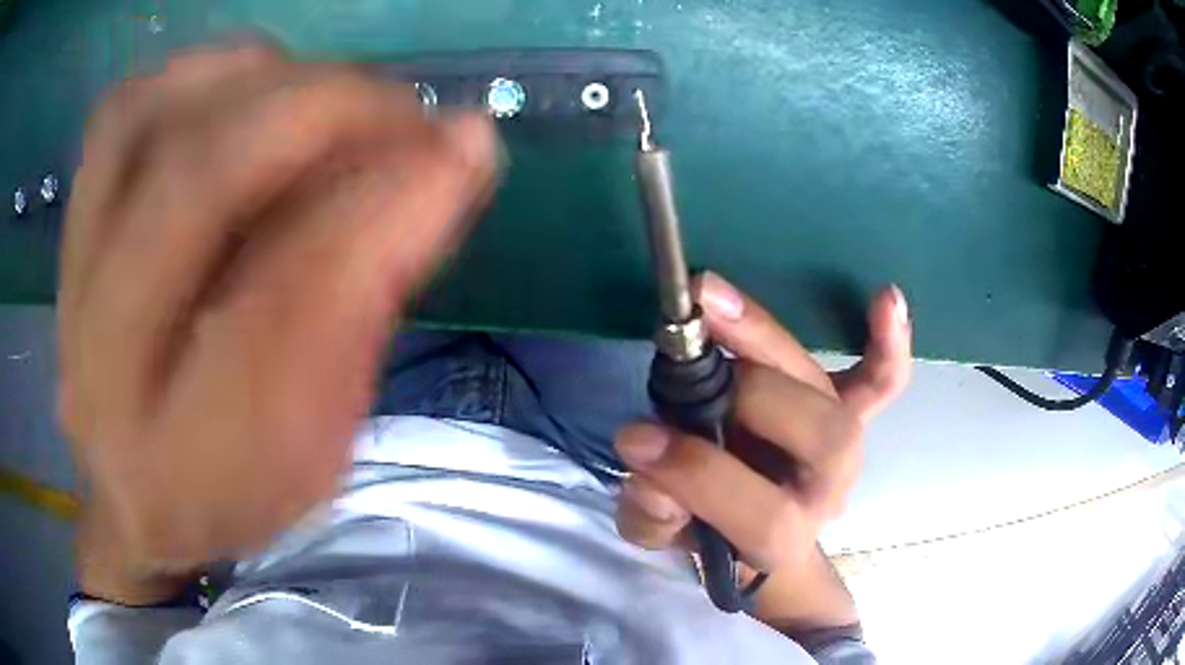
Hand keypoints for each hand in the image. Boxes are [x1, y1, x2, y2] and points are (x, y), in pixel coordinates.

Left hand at [60, 42, 499, 602]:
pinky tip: (245, 93)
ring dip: (261, 80)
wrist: (133, 494)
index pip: (285, 305)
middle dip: (324, 112)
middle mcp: (104, 361)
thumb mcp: (318, 445)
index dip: (385, 206)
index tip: (467, 149)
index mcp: (188, 457)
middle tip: (404, 112)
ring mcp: (72, 280)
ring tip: (325, 101)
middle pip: (197, 179)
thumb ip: (365, 307)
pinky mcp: (71, 228)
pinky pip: (124, 108)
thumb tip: (452, 157)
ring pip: (152, 115)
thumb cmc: (232, 485)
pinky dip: (197, 76)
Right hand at [614, 272, 910, 626]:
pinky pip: (881, 381)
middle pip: (824, 438)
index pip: (765, 515)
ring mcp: (846, 444)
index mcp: (783, 536)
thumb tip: (648, 468)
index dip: (703, 477)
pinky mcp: (850, 411)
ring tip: (711, 300)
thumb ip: (652, 516)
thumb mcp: (662, 535)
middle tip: (685, 352)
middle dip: (754, 393)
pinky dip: (888, 344)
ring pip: (838, 395)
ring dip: (775, 341)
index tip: (635, 439)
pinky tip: (886, 297)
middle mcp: (828, 488)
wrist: (752, 530)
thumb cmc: (706, 530)